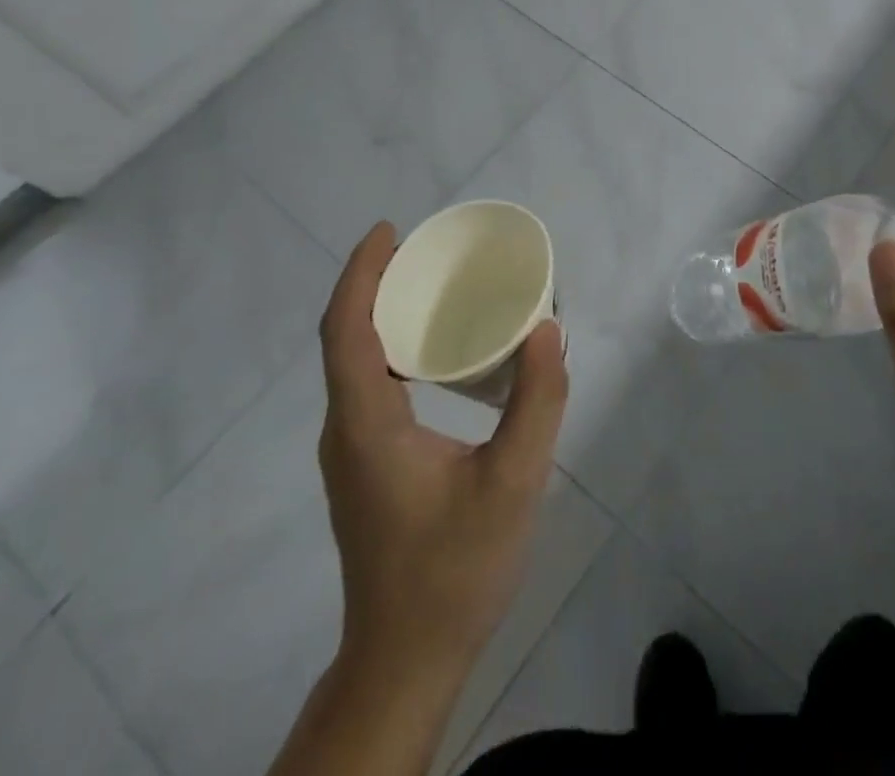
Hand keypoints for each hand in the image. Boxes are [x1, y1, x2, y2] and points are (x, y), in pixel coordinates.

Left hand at [316, 222, 567, 673]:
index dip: (361, 274)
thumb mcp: (513, 482)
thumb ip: (537, 401)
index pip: (346, 330)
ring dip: (383, 314)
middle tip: (426, 249)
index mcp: (367, 425)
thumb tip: (548, 327)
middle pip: (346, 337)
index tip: (389, 231)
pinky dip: (392, 347)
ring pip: (355, 363)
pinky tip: (436, 350)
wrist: (406, 662)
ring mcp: (351, 452)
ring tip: (433, 285)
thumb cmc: (455, 570)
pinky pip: (369, 385)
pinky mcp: (366, 466)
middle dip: (375, 283)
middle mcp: (346, 430)